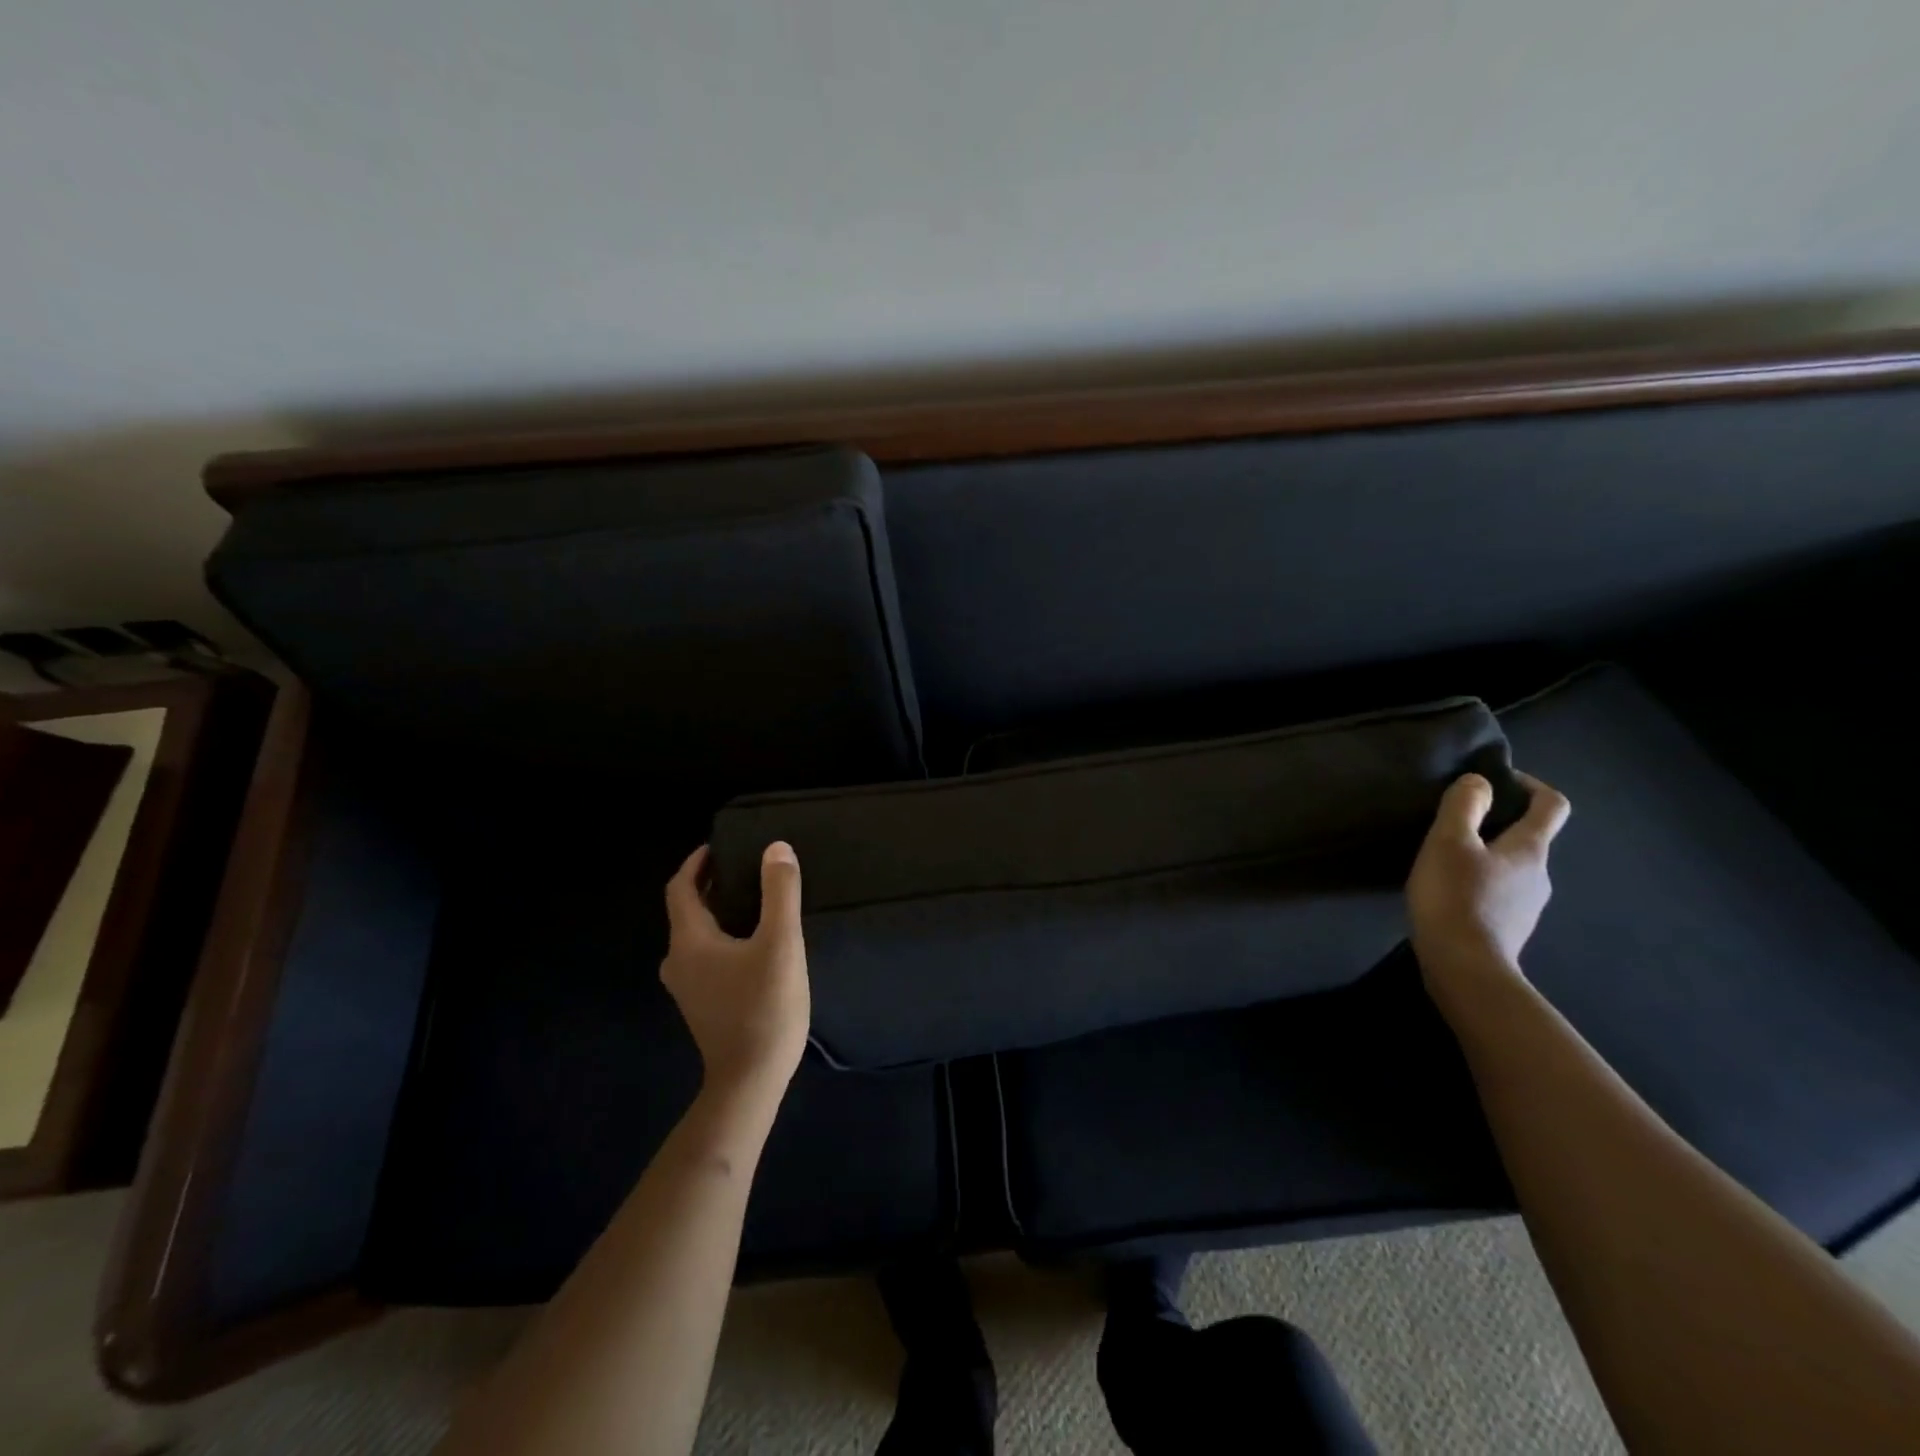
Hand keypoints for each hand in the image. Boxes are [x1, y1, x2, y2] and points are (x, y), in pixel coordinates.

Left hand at [661, 842, 810, 1104]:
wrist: (750, 1081)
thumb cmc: (764, 1007)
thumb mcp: (780, 943)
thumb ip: (779, 893)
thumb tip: (776, 848)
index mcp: (689, 941)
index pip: (680, 888)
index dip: (697, 863)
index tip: (721, 845)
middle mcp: (678, 960)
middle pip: (687, 910)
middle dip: (712, 884)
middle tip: (746, 866)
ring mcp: (687, 986)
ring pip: (698, 934)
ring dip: (719, 911)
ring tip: (755, 898)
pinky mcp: (703, 1003)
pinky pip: (707, 955)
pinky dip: (724, 935)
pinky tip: (755, 939)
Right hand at [1407, 771, 1570, 990]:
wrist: (1465, 968)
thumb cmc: (1456, 897)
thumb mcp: (1449, 842)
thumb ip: (1464, 806)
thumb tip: (1480, 782)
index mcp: (1530, 850)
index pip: (1552, 806)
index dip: (1531, 785)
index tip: (1498, 780)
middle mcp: (1540, 875)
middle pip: (1528, 837)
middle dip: (1497, 823)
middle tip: (1455, 823)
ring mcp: (1527, 905)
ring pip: (1510, 867)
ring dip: (1484, 856)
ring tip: (1444, 859)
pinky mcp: (1508, 928)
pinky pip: (1498, 893)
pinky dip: (1478, 884)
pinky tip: (1448, 893)